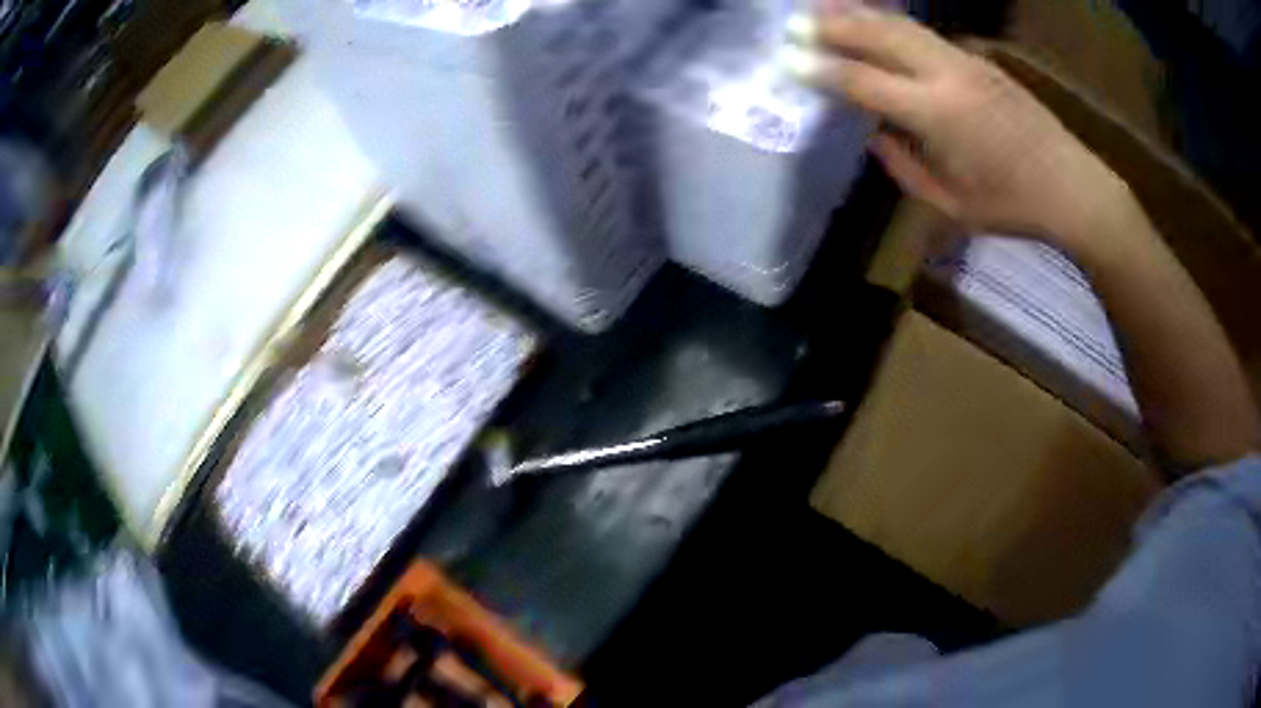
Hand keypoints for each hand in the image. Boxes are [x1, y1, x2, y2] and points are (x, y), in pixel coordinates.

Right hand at [781, 8, 1125, 247]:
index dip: (821, 70)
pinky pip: (924, 34)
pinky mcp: (980, 60)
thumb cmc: (1014, 207)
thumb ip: (904, 168)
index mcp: (937, 114)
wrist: (1074, 188)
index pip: (863, 80)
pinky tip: (876, 24)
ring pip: (901, 25)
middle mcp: (947, 74)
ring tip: (824, 8)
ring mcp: (966, 60)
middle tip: (795, 22)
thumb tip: (875, 136)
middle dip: (833, 25)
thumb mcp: (952, 205)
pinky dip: (891, 25)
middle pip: (878, 34)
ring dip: (859, 14)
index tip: (787, 62)